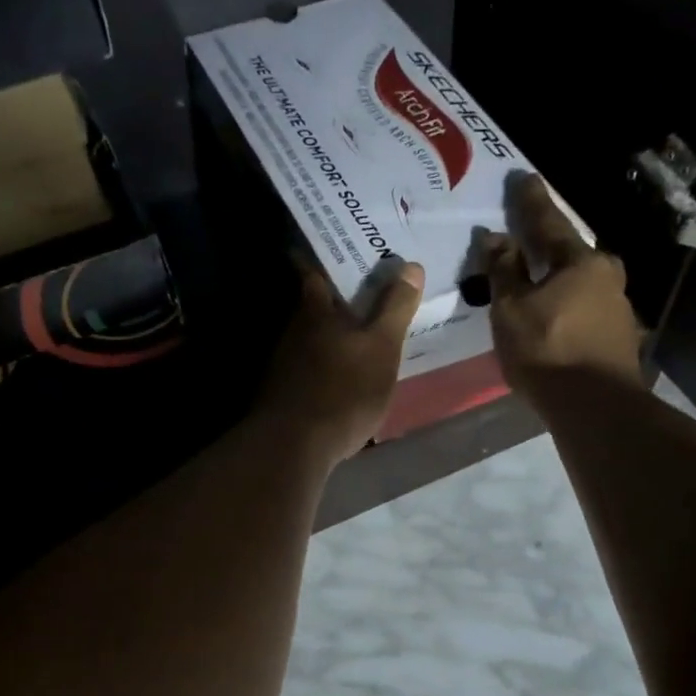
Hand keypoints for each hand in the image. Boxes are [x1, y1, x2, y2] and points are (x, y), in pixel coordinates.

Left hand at [256, 259, 424, 469]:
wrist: (295, 446)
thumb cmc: (344, 389)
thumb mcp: (382, 347)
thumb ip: (395, 308)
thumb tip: (410, 266)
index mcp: (315, 311)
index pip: (313, 271)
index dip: (325, 258)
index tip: (339, 249)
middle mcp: (294, 331)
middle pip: (314, 307)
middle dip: (336, 300)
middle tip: (367, 295)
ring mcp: (284, 365)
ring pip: (312, 340)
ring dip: (333, 338)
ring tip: (361, 339)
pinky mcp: (285, 396)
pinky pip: (310, 371)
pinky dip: (327, 368)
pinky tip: (344, 380)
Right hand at [483, 173, 645, 398]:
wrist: (596, 408)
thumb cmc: (548, 351)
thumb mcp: (512, 310)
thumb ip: (504, 271)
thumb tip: (496, 237)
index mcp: (581, 261)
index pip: (549, 223)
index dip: (530, 202)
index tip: (523, 178)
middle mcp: (607, 276)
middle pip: (571, 253)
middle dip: (549, 245)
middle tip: (529, 237)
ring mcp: (618, 309)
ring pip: (580, 284)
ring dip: (558, 280)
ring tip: (536, 283)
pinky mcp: (619, 339)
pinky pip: (585, 310)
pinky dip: (566, 308)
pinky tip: (553, 319)